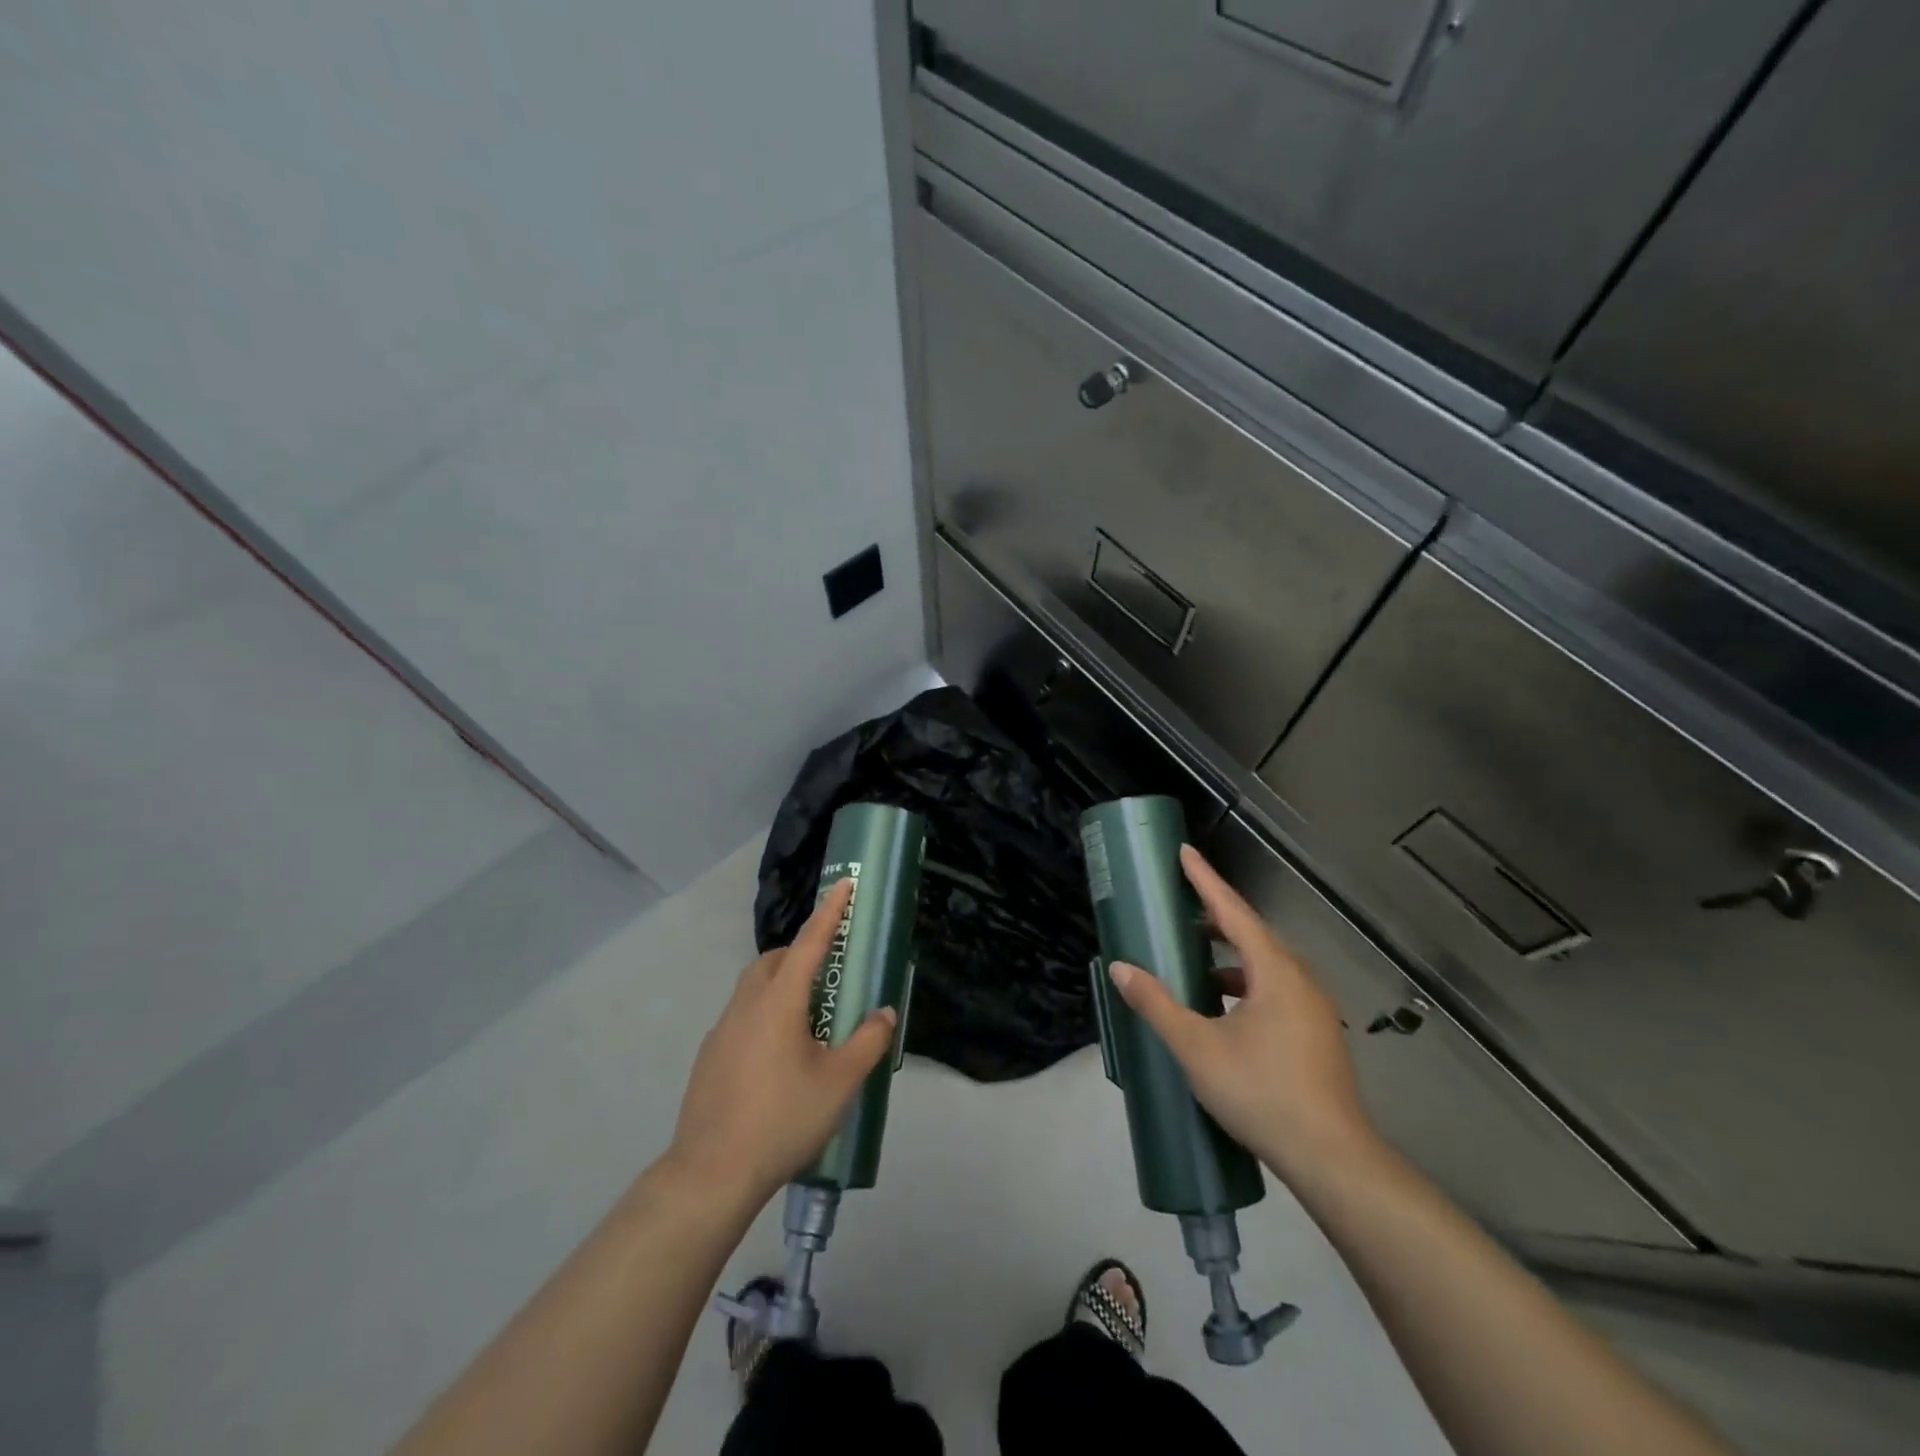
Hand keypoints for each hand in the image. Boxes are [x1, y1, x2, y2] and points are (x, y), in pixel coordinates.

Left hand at [666, 879, 896, 1204]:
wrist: (711, 1173)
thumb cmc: (782, 1119)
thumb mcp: (840, 1083)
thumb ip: (867, 1042)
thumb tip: (883, 1013)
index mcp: (779, 1001)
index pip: (809, 943)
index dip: (830, 912)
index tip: (844, 883)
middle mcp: (746, 1005)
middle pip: (774, 961)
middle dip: (801, 952)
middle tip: (829, 971)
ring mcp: (722, 1030)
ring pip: (753, 987)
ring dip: (780, 983)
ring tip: (807, 1016)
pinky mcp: (709, 1057)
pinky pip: (741, 1016)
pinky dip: (764, 1014)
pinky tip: (777, 1055)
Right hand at [1108, 844, 1376, 1182]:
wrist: (1332, 1159)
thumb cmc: (1262, 1092)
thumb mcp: (1197, 1047)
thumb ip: (1156, 1004)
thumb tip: (1120, 967)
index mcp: (1275, 971)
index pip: (1233, 911)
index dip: (1205, 880)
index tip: (1184, 852)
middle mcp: (1300, 979)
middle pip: (1253, 934)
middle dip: (1216, 918)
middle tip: (1180, 910)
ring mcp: (1314, 1008)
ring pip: (1266, 965)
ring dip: (1231, 956)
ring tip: (1196, 963)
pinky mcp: (1317, 1034)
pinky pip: (1276, 989)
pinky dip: (1246, 983)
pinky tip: (1224, 1008)